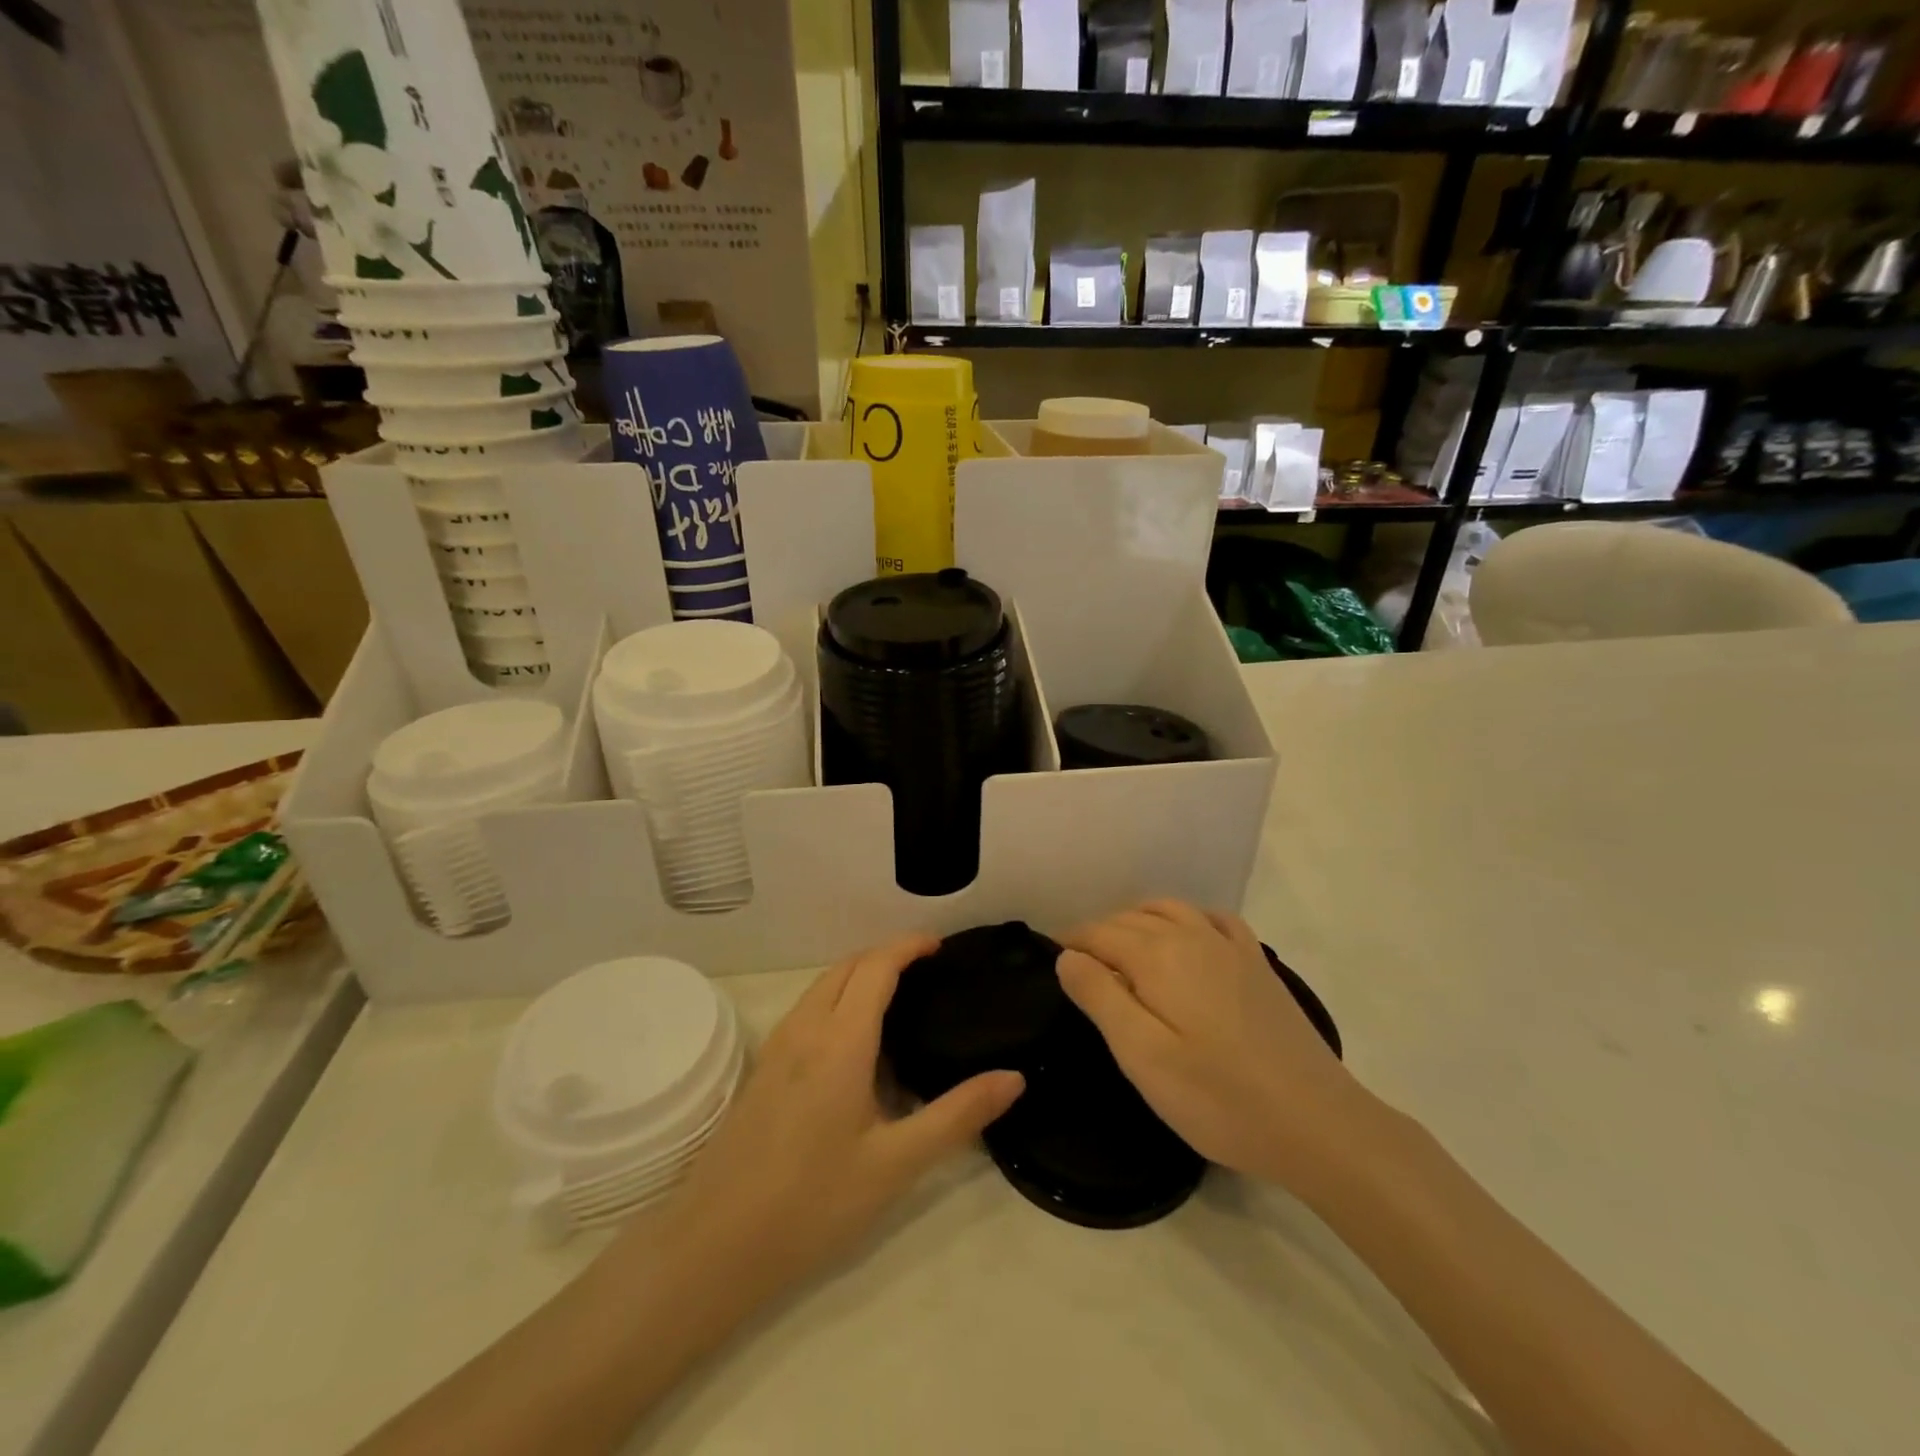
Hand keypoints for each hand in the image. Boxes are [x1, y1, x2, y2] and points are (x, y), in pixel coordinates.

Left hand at [643, 935, 1023, 1305]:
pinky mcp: (763, 1069)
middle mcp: (806, 1028)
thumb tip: (1014, 1077)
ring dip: (860, 973)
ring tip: (898, 995)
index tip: (941, 946)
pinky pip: (808, 1008)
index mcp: (841, 1040)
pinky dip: (838, 996)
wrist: (714, 1245)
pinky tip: (854, 1038)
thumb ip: (957, 1115)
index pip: (877, 966)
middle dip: (887, 953)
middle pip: (848, 966)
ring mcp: (778, 1046)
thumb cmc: (813, 1202)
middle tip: (928, 968)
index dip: (909, 946)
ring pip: (823, 985)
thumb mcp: (896, 1163)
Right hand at [1058, 901, 1373, 1189]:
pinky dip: (1189, 917)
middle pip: (1131, 919)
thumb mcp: (1143, 1056)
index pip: (1099, 934)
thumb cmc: (1218, 1098)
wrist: (1317, 1123)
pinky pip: (1215, 919)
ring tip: (1121, 949)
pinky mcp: (1258, 965)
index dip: (1071, 944)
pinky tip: (1188, 935)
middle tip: (1080, 968)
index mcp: (1158, 956)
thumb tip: (1067, 955)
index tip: (1051, 963)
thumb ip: (1100, 997)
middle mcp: (1192, 936)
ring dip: (1137, 920)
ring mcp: (1230, 947)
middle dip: (1099, 933)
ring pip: (1170, 910)